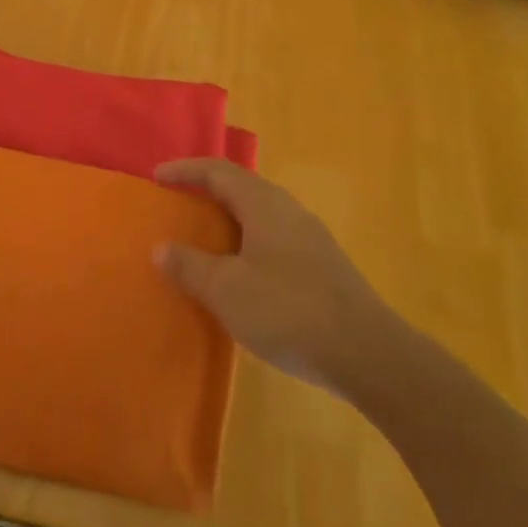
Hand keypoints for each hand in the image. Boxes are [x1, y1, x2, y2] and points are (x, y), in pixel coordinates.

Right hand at [154, 158, 401, 394]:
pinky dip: (246, 244)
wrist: (370, 355)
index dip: (185, 170)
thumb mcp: (226, 290)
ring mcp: (311, 239)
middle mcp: (289, 212)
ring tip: (203, 238)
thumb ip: (189, 265)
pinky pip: (273, 240)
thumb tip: (161, 248)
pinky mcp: (323, 268)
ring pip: (260, 216)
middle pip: (242, 188)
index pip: (218, 171)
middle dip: (207, 192)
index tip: (157, 176)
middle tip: (178, 204)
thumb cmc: (288, 311)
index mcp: (264, 205)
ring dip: (229, 220)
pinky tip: (240, 274)